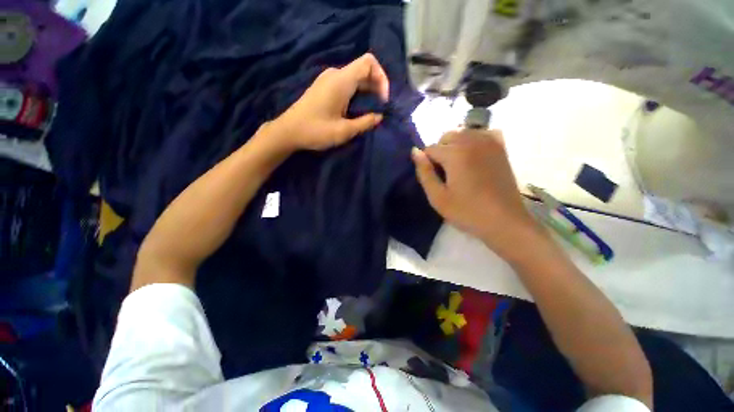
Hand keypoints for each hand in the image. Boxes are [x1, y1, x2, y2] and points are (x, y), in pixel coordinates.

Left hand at [269, 53, 389, 150]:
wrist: (288, 131)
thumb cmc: (315, 131)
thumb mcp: (344, 131)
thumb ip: (365, 123)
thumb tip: (379, 117)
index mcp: (341, 80)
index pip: (369, 62)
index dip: (382, 77)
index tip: (383, 99)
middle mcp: (335, 74)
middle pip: (363, 70)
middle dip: (376, 86)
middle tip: (381, 107)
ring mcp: (328, 79)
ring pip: (355, 78)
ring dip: (367, 91)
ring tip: (372, 110)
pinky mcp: (324, 87)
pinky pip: (346, 84)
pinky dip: (357, 93)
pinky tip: (357, 109)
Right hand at [412, 130, 542, 260]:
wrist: (504, 221)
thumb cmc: (466, 211)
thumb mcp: (437, 197)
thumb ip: (424, 172)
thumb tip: (415, 151)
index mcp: (455, 153)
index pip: (430, 148)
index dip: (427, 163)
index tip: (434, 179)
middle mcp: (472, 141)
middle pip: (446, 136)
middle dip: (440, 151)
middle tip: (445, 174)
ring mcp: (489, 142)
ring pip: (463, 133)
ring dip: (455, 145)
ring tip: (458, 166)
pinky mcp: (501, 148)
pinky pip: (483, 134)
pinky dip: (474, 140)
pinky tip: (475, 155)